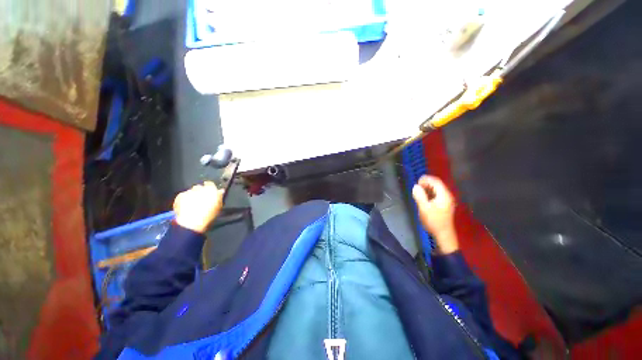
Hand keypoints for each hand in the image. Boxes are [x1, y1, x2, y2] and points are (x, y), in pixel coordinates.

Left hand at [173, 181, 224, 232]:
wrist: (193, 222)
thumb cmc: (209, 214)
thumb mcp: (219, 206)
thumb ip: (219, 197)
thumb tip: (220, 191)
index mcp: (211, 189)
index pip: (210, 184)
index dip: (210, 188)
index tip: (209, 192)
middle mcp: (199, 188)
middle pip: (199, 187)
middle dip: (199, 192)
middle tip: (201, 200)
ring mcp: (189, 192)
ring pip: (191, 191)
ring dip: (192, 195)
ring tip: (193, 204)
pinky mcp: (180, 196)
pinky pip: (183, 196)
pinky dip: (184, 199)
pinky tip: (186, 206)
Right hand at [412, 175, 458, 253]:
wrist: (443, 234)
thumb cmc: (433, 221)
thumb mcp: (424, 208)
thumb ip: (419, 196)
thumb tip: (415, 186)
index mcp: (444, 195)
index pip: (436, 182)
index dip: (426, 179)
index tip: (417, 181)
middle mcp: (447, 196)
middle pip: (437, 185)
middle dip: (427, 183)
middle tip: (416, 186)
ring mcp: (447, 201)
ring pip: (437, 190)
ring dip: (428, 188)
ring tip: (418, 190)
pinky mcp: (444, 205)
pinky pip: (437, 195)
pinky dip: (430, 193)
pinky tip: (424, 197)